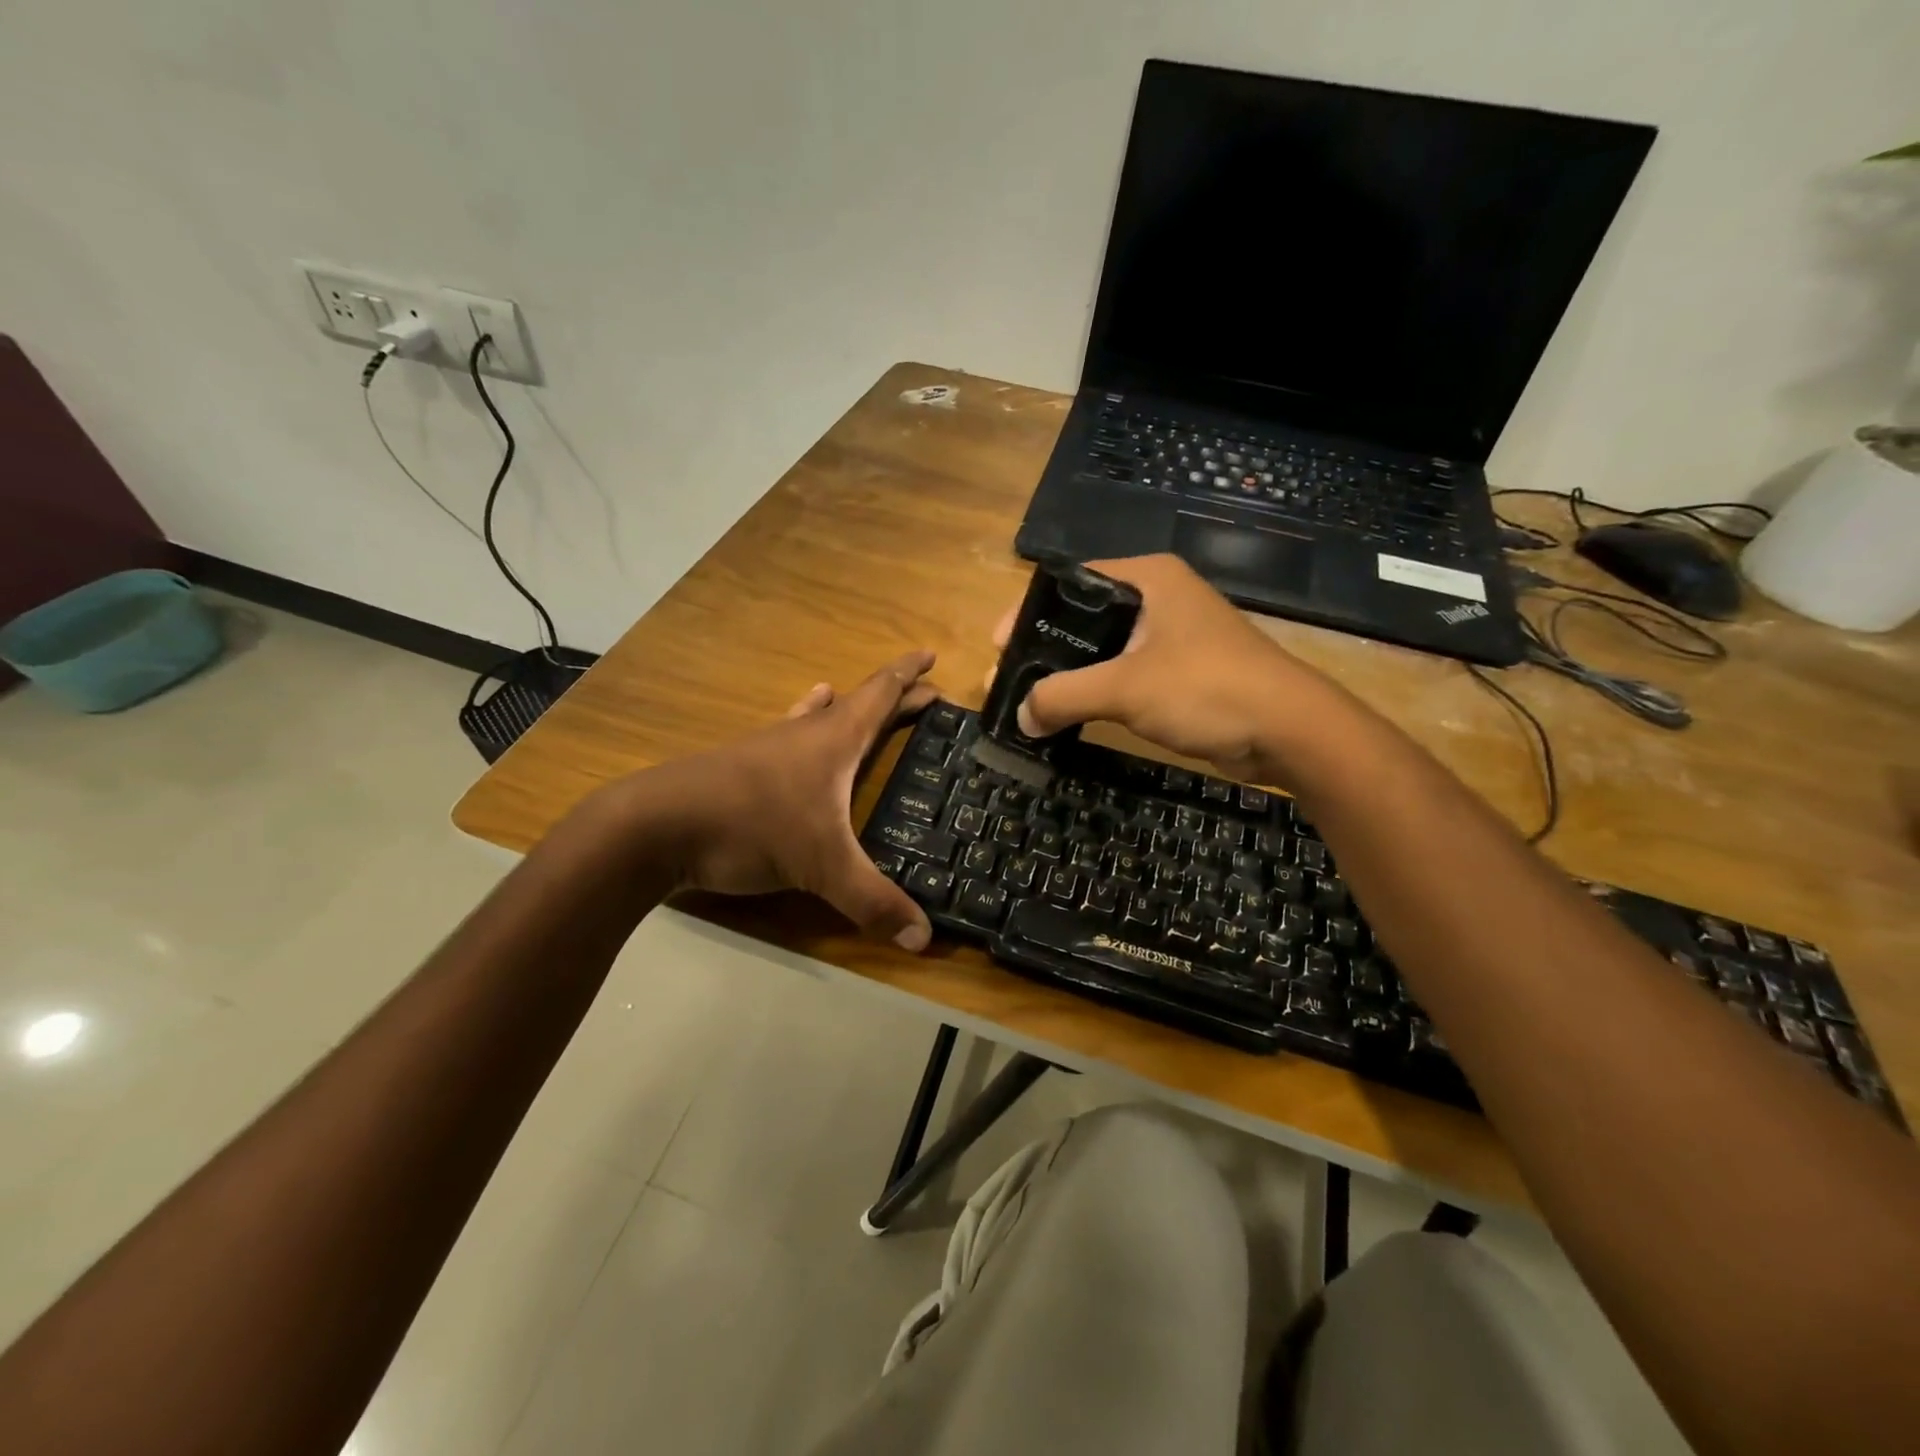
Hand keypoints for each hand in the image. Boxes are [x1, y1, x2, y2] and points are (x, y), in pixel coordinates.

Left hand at [615, 651, 939, 949]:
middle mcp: (804, 734)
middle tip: (924, 692)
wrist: (656, 826)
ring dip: (842, 708)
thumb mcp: (821, 867)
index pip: (881, 694)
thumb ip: (873, 901)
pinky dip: (801, 727)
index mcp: (834, 740)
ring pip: (816, 716)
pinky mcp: (740, 768)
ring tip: (849, 698)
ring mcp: (768, 748)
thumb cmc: (751, 827)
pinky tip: (792, 731)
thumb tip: (923, 938)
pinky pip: (786, 737)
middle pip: (857, 704)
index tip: (932, 653)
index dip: (909, 674)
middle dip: (893, 696)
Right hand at [997, 555, 1342, 781]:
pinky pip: (1127, 675)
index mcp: (1148, 578)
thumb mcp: (1124, 688)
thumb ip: (1063, 697)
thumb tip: (1020, 716)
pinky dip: (1099, 693)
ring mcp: (1175, 636)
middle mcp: (1160, 598)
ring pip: (1106, 650)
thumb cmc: (1206, 689)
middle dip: (1046, 650)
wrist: (1290, 730)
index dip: (1030, 611)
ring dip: (1071, 676)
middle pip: (1085, 617)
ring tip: (1033, 703)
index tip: (1000, 647)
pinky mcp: (1184, 671)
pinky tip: (1073, 716)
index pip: (1071, 582)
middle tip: (1010, 681)